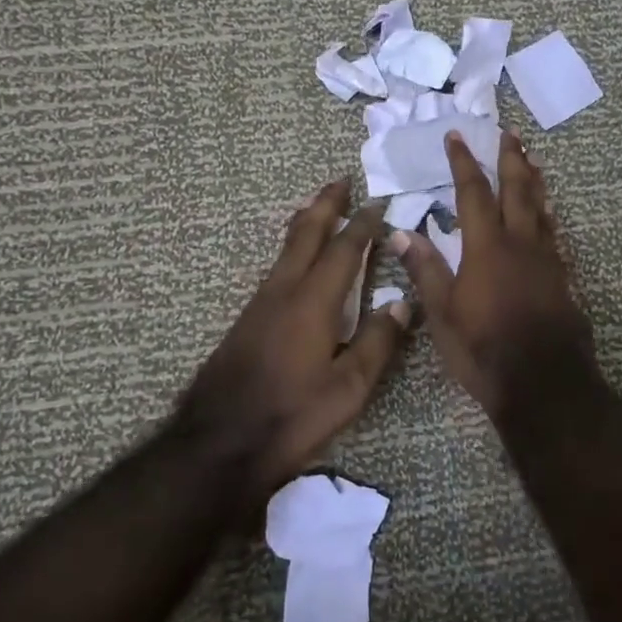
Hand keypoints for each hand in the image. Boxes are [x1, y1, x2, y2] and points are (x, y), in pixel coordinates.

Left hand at [179, 181, 410, 493]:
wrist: (219, 441)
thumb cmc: (291, 416)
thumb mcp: (347, 389)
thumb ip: (377, 343)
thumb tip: (402, 303)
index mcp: (313, 302)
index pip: (343, 250)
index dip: (362, 224)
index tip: (379, 203)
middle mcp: (284, 291)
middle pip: (305, 234)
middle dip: (325, 205)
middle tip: (340, 180)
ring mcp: (260, 303)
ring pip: (286, 248)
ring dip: (306, 222)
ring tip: (319, 207)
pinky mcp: (248, 319)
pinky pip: (276, 267)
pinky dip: (293, 247)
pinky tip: (296, 259)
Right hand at [392, 130, 593, 412]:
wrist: (544, 382)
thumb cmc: (484, 348)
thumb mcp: (443, 313)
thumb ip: (426, 269)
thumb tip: (402, 232)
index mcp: (487, 247)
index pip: (473, 194)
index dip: (463, 163)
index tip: (456, 136)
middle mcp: (520, 243)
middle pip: (517, 190)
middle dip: (511, 159)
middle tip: (510, 134)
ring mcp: (546, 259)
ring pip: (541, 209)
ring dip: (535, 181)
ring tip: (533, 161)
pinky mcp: (562, 278)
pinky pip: (554, 234)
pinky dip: (548, 216)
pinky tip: (548, 216)